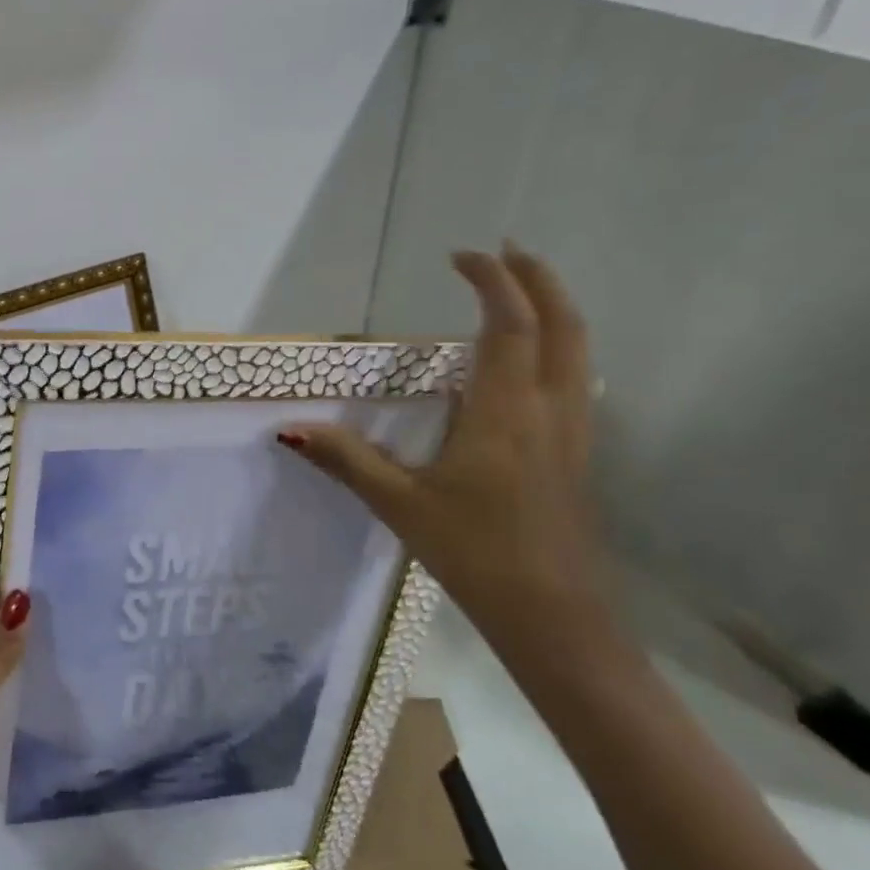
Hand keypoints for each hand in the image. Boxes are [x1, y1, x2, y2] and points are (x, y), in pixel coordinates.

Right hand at [280, 244, 605, 652]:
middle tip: (508, 251)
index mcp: (505, 412)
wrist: (555, 618)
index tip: (461, 255)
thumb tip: (290, 428)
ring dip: (554, 310)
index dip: (490, 281)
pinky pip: (575, 380)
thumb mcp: (399, 503)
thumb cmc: (475, 553)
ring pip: (579, 352)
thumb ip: (346, 459)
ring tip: (521, 294)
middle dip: (538, 280)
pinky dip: (558, 348)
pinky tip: (528, 365)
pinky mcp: (576, 456)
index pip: (507, 325)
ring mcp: (572, 434)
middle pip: (562, 325)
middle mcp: (549, 410)